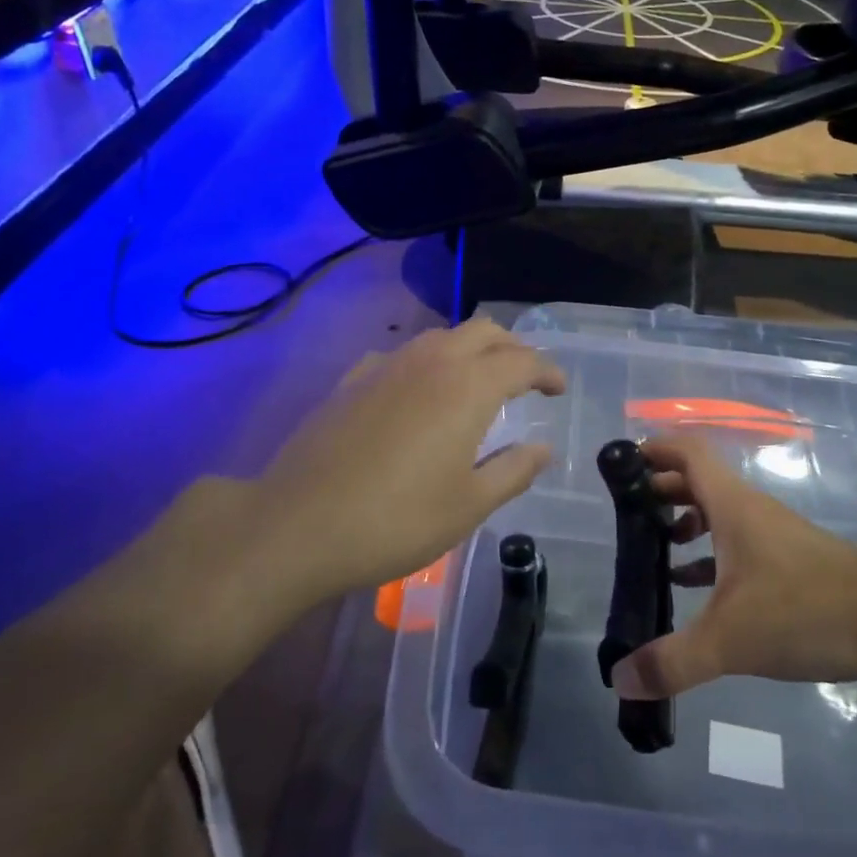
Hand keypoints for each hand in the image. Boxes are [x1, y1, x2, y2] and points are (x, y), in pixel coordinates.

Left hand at [250, 320, 565, 604]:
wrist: (298, 525)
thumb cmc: (396, 520)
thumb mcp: (468, 505)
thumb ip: (513, 471)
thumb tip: (542, 448)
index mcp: (467, 387)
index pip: (522, 360)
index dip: (547, 371)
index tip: (558, 389)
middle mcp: (430, 362)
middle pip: (483, 331)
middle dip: (512, 347)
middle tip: (524, 378)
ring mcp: (385, 366)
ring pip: (440, 336)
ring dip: (469, 350)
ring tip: (476, 383)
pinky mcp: (351, 381)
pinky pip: (400, 355)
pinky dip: (425, 364)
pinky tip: (417, 394)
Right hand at [609, 437, 856, 700]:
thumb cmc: (808, 611)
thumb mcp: (732, 639)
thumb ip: (673, 660)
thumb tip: (618, 680)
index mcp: (733, 505)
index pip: (688, 451)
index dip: (654, 448)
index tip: (621, 465)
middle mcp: (751, 511)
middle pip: (698, 481)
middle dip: (660, 489)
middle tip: (626, 514)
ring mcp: (774, 537)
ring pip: (719, 514)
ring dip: (684, 522)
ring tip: (651, 549)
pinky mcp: (791, 566)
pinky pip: (737, 547)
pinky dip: (709, 557)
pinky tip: (692, 588)